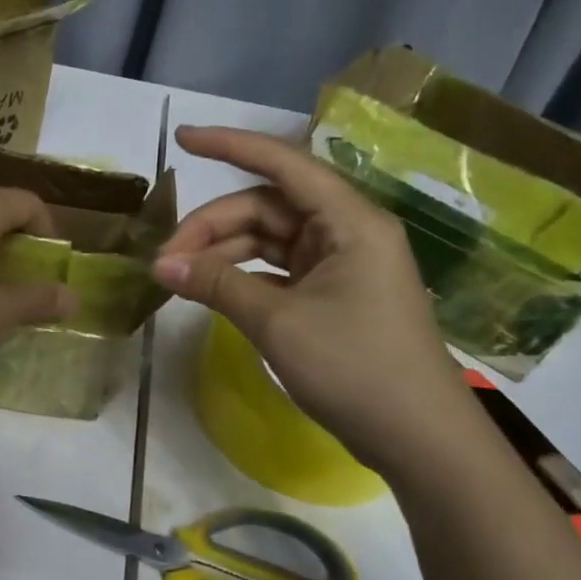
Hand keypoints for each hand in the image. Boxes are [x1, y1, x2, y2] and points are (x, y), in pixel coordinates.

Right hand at [153, 126, 477, 471]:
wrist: (419, 440)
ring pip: (268, 239)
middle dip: (212, 226)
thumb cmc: (356, 369)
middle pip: (266, 207)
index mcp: (349, 221)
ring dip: (223, 253)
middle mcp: (346, 231)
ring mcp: (340, 263)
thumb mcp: (278, 322)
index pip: (282, 164)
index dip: (229, 145)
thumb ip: (217, 284)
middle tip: (166, 259)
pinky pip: (277, 268)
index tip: (180, 139)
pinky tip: (212, 291)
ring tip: (179, 277)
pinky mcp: (333, 293)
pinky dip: (242, 275)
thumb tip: (160, 265)